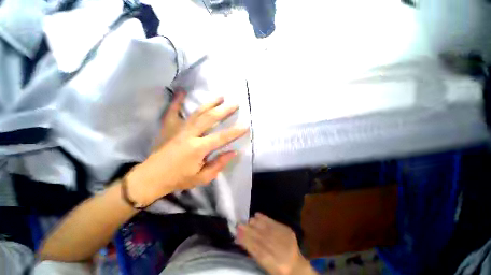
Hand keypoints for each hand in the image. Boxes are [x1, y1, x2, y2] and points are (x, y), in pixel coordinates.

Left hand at [125, 88, 248, 205]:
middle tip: (235, 104)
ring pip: (197, 112)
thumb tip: (233, 152)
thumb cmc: (179, 179)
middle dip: (224, 110)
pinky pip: (173, 111)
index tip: (246, 125)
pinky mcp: (169, 127)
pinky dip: (177, 101)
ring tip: (220, 96)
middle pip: (209, 119)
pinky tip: (181, 91)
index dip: (235, 131)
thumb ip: (219, 164)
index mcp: (198, 148)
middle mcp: (189, 135)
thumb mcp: (202, 178)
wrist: (151, 178)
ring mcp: (178, 129)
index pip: (221, 137)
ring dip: (209, 103)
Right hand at [237, 213, 316, 274]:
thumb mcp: (264, 266)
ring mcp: (285, 239)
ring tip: (248, 221)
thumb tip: (240, 239)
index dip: (246, 241)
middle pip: (261, 238)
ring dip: (255, 224)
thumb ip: (253, 252)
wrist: (296, 267)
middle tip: (239, 224)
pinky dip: (264, 218)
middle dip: (249, 230)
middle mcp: (280, 251)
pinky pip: (274, 223)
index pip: (256, 250)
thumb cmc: (277, 268)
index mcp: (273, 264)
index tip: (237, 233)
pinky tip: (257, 215)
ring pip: (267, 229)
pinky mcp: (288, 231)